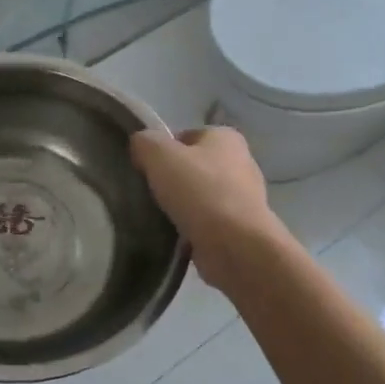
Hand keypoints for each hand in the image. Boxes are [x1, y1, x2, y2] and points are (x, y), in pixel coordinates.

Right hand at [130, 126, 285, 286]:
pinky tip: (174, 238)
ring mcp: (244, 198)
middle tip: (149, 194)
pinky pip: (207, 223)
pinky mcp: (241, 228)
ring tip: (159, 218)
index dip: (161, 151)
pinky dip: (191, 229)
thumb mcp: (159, 155)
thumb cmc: (200, 191)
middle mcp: (240, 162)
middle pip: (192, 167)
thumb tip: (140, 145)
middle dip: (171, 180)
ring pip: (199, 196)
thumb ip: (145, 142)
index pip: (184, 137)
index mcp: (225, 137)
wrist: (236, 246)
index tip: (145, 170)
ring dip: (180, 207)